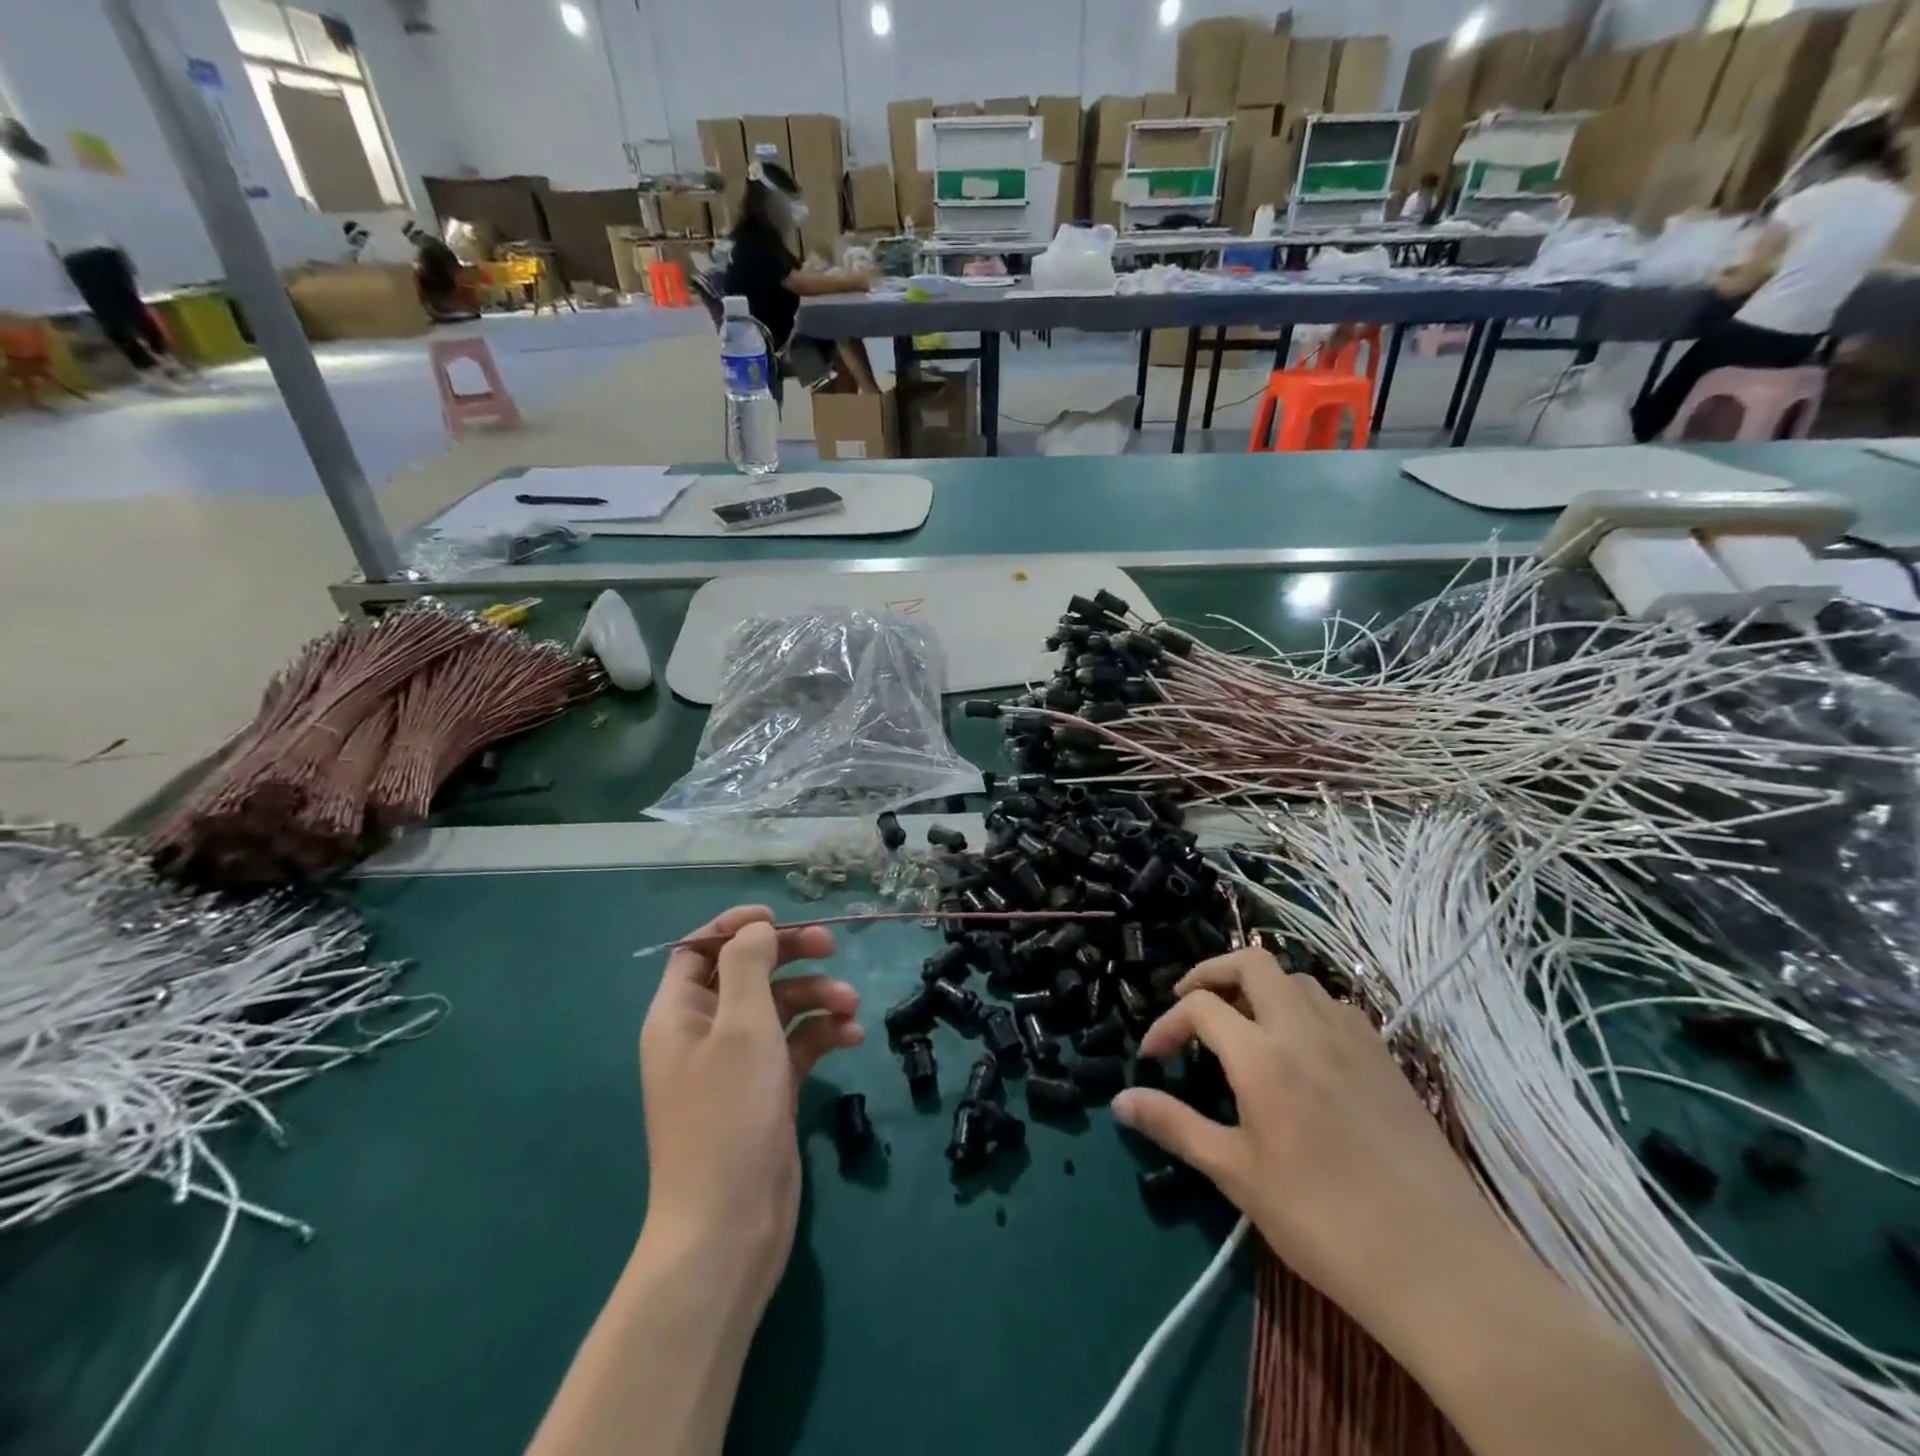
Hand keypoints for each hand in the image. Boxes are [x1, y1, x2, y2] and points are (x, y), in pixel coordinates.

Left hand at [639, 905, 862, 1303]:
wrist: (729, 1227)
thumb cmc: (729, 1115)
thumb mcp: (741, 1027)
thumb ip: (749, 966)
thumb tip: (756, 928)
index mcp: (679, 1014)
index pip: (699, 949)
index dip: (735, 927)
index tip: (778, 918)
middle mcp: (704, 1034)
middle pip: (747, 973)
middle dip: (789, 955)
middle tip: (832, 946)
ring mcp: (737, 1065)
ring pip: (778, 1008)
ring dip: (815, 997)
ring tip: (851, 1006)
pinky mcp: (766, 1092)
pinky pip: (795, 1046)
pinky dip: (822, 1035)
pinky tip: (852, 1038)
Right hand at [1111, 948, 1506, 1350]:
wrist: (1442, 1267)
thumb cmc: (1324, 1222)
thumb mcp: (1237, 1175)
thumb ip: (1175, 1126)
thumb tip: (1120, 1100)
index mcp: (1263, 1055)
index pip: (1200, 1006)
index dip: (1167, 1024)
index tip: (1154, 1058)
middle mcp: (1305, 1029)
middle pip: (1251, 962)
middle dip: (1211, 973)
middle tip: (1191, 1005)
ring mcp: (1353, 1039)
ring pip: (1297, 979)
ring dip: (1260, 987)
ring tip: (1244, 1026)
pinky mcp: (1386, 1059)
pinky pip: (1336, 1006)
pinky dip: (1304, 1007)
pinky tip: (1302, 1049)